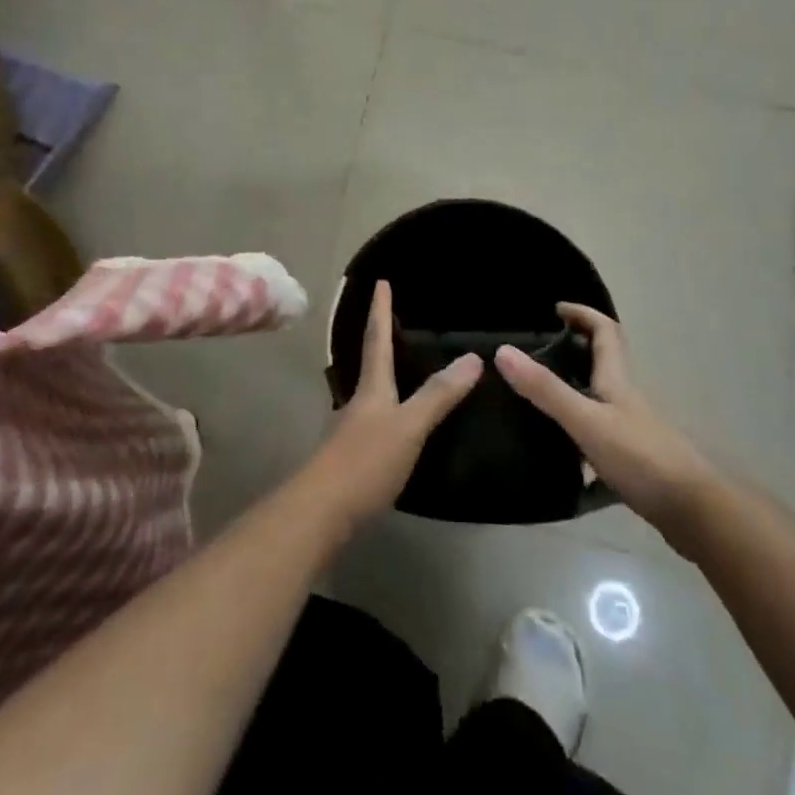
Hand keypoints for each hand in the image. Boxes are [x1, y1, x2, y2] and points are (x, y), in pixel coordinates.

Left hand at [303, 280, 482, 527]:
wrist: (321, 512)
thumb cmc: (365, 461)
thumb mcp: (409, 426)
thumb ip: (439, 396)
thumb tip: (473, 358)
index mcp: (371, 387)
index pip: (376, 338)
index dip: (381, 310)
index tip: (381, 282)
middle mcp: (358, 401)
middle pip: (370, 363)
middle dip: (380, 340)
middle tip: (395, 322)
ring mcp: (351, 430)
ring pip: (371, 393)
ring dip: (385, 377)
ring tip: (404, 371)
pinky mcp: (352, 458)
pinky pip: (374, 421)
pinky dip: (388, 411)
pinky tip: (398, 425)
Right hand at [496, 303, 708, 528]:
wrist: (696, 513)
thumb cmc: (641, 457)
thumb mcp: (586, 420)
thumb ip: (545, 389)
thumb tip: (503, 351)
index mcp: (616, 380)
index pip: (605, 332)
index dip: (583, 314)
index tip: (556, 309)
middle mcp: (626, 400)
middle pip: (603, 364)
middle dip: (574, 351)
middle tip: (537, 354)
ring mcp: (633, 432)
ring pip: (601, 401)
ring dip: (575, 393)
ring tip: (537, 401)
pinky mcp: (635, 463)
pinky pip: (602, 439)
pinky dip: (581, 440)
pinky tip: (562, 461)